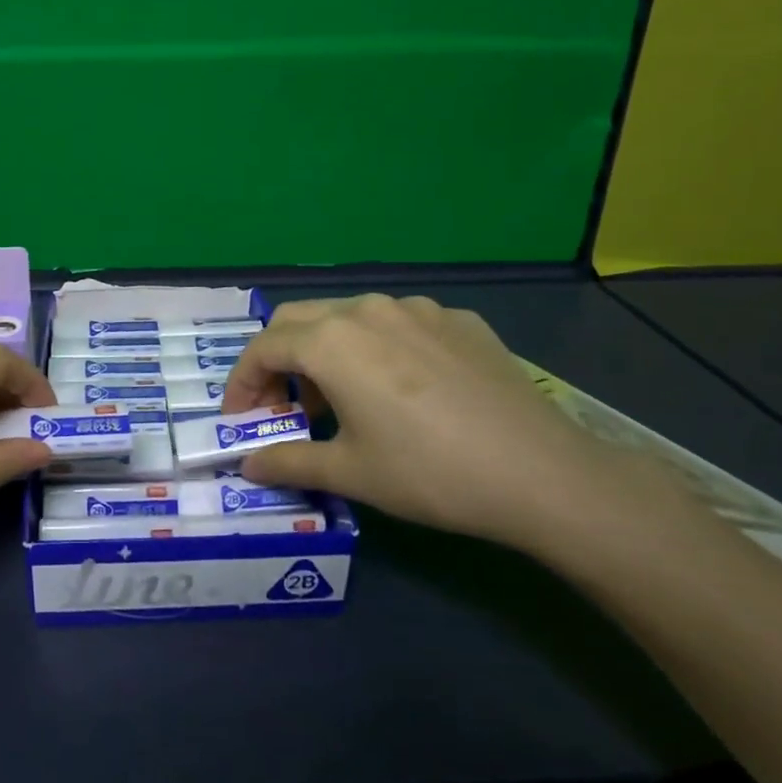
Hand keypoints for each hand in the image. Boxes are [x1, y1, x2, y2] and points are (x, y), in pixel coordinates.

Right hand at [221, 295, 622, 549]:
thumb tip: (247, 463)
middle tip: (283, 406)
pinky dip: (377, 349)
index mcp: (332, 341)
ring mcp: (418, 309)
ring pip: (348, 316)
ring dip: (326, 350)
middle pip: (299, 320)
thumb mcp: (349, 472)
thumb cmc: (428, 472)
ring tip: (340, 399)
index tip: (240, 417)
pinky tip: (401, 389)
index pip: (263, 348)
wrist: (541, 473)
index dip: (242, 383)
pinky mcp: (458, 320)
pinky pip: (398, 324)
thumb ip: (287, 461)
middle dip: (277, 359)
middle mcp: (368, 310)